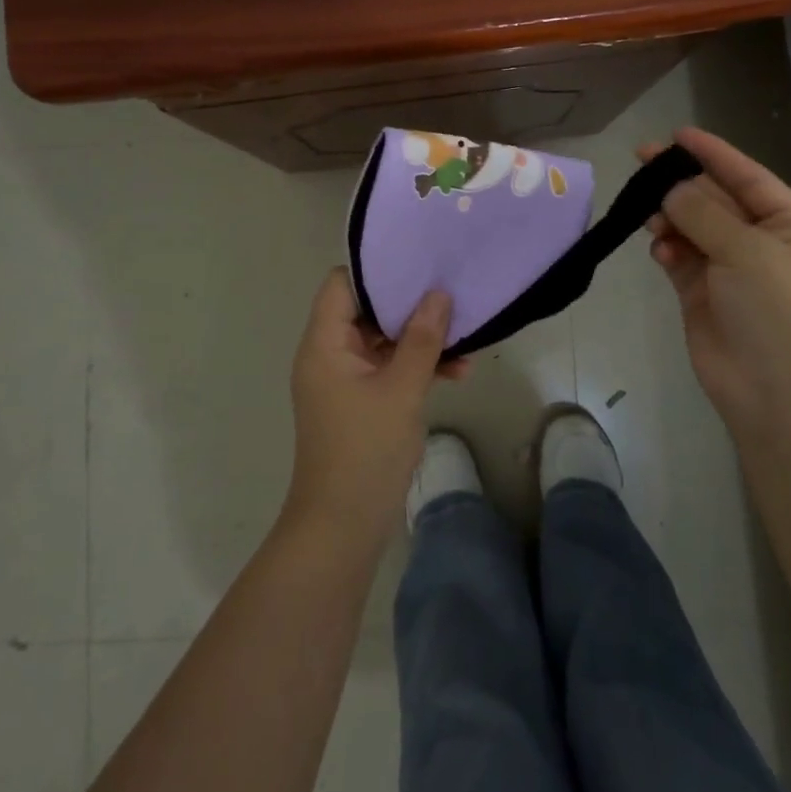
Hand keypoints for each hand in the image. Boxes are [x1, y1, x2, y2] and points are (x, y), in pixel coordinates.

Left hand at [285, 269, 464, 546]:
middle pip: (365, 311)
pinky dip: (416, 368)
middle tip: (451, 295)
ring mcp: (344, 380)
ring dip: (420, 341)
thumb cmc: (366, 450)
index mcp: (324, 343)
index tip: (418, 264)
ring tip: (466, 340)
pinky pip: (388, 369)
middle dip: (409, 306)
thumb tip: (438, 293)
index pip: (341, 284)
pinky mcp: (360, 402)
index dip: (376, 271)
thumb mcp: (401, 390)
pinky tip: (458, 373)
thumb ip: (422, 340)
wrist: (343, 526)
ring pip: (382, 342)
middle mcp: (329, 354)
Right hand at [642, 127, 790, 437]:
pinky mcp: (702, 294)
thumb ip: (703, 213)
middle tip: (642, 161)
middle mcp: (762, 244)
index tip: (677, 135)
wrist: (772, 391)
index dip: (715, 154)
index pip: (749, 178)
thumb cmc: (775, 311)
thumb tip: (670, 190)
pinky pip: (680, 258)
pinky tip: (659, 248)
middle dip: (682, 183)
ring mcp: (731, 270)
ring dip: (672, 217)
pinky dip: (668, 249)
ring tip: (649, 214)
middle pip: (716, 201)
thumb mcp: (746, 250)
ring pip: (693, 228)